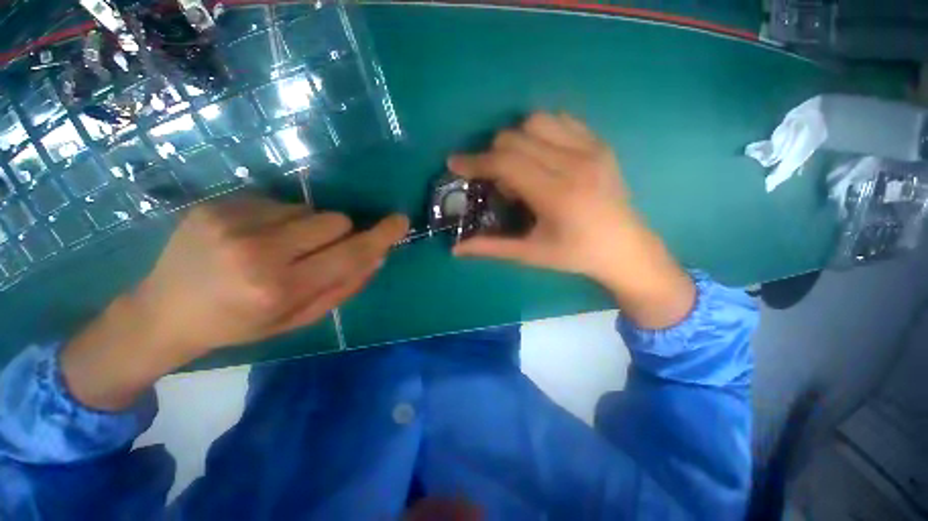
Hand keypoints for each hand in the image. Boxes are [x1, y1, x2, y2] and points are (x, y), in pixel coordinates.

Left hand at [62, 197, 408, 409]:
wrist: (163, 312)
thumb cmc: (239, 324)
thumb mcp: (298, 319)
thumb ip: (343, 287)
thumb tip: (376, 257)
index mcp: (279, 288)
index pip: (349, 254)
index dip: (380, 236)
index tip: (400, 221)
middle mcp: (257, 250)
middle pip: (334, 221)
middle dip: (338, 234)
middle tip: (315, 253)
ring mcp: (232, 221)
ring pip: (308, 209)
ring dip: (308, 227)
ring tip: (277, 247)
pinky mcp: (217, 203)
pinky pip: (278, 201)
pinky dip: (280, 218)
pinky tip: (253, 236)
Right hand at [448, 112, 694, 328]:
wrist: (625, 247)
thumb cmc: (575, 255)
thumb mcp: (530, 254)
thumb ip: (491, 248)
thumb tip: (456, 249)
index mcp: (556, 195)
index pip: (506, 163)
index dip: (476, 161)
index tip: (455, 163)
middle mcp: (574, 164)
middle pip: (516, 138)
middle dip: (493, 155)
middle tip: (497, 182)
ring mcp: (591, 149)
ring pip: (537, 121)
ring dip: (516, 141)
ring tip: (520, 168)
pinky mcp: (601, 144)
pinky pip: (561, 120)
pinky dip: (541, 132)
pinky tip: (542, 156)